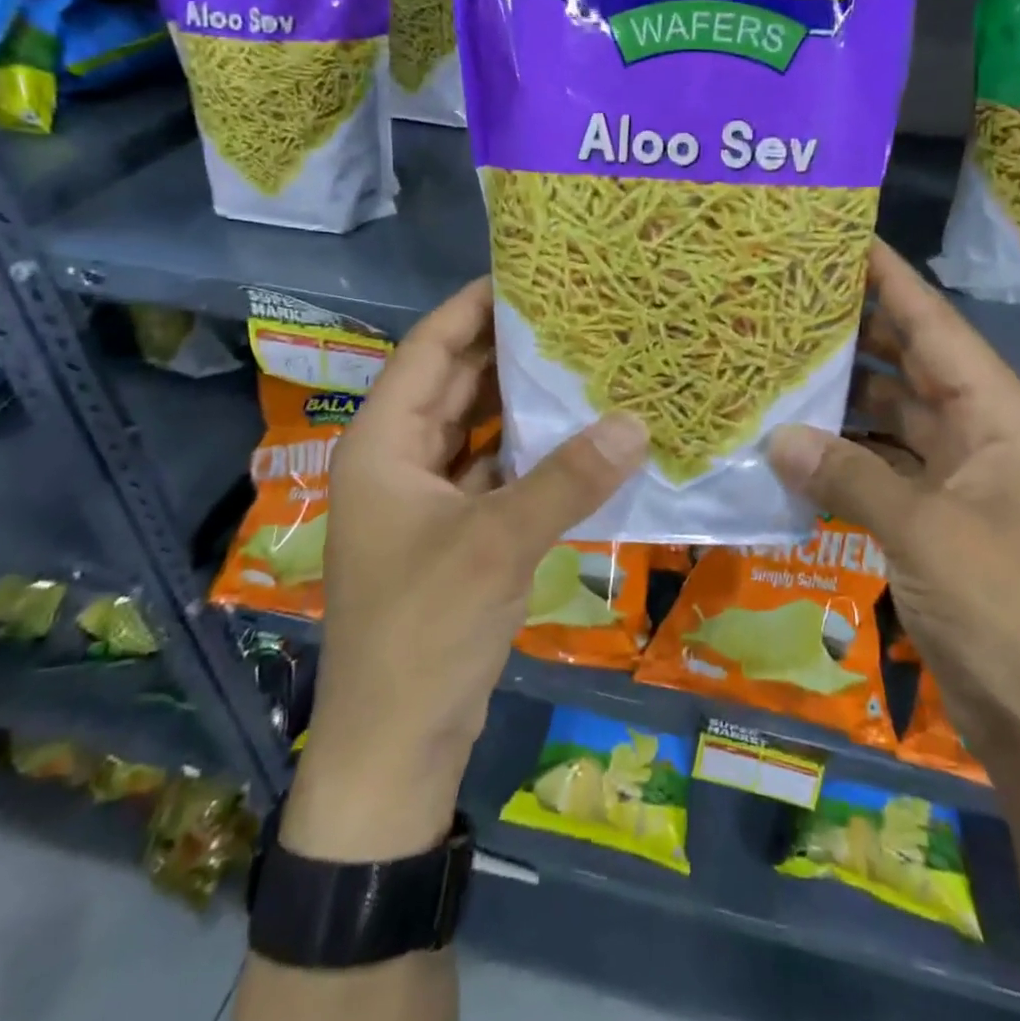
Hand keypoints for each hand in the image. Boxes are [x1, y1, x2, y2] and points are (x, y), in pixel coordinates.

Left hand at [283, 278, 647, 861]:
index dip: (473, 307)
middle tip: (573, 314)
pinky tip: (578, 434)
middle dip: (509, 348)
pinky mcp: (455, 530)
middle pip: (455, 383)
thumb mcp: (498, 545)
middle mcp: (399, 458)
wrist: (396, 745)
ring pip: (478, 426)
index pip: (429, 350)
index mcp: (383, 443)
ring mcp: (427, 497)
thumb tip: (636, 423)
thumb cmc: (425, 630)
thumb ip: (567, 480)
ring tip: (583, 361)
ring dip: (523, 399)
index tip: (528, 275)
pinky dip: (530, 449)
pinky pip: (495, 468)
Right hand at [767, 242, 1019, 773]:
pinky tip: (796, 442)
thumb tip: (778, 437)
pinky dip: (846, 454)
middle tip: (792, 298)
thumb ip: (848, 476)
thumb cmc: (1006, 610)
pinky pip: (885, 465)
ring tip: (781, 360)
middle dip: (859, 329)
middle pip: (913, 362)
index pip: (936, 325)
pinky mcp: (938, 519)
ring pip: (895, 415)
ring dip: (846, 395)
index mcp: (1000, 415)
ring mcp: (960, 478)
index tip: (843, 237)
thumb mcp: (924, 532)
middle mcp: (983, 433)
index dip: (890, 278)